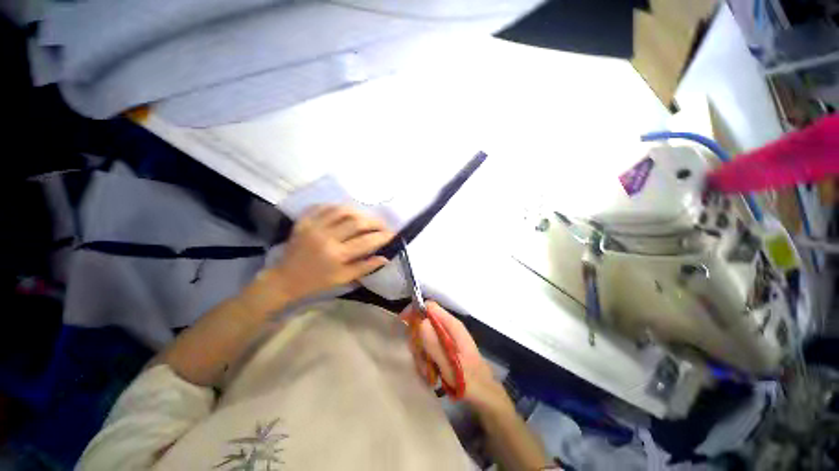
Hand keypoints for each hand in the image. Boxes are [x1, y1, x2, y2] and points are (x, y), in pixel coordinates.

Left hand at [249, 205, 393, 309]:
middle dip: (374, 222)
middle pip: (356, 222)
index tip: (392, 234)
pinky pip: (322, 207)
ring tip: (365, 217)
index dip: (382, 236)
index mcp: (337, 255)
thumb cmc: (317, 281)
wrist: (285, 279)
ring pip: (341, 210)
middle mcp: (326, 237)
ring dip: (358, 211)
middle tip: (382, 225)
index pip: (366, 241)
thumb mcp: (343, 278)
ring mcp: (313, 226)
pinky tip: (345, 211)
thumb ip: (365, 267)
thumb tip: (385, 257)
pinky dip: (336, 206)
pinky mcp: (303, 221)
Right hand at [401, 301, 503, 407]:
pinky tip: (431, 374)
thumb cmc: (470, 380)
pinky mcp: (444, 347)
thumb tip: (421, 322)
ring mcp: (446, 337)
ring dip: (421, 354)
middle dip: (417, 341)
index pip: (430, 306)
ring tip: (429, 372)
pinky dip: (425, 360)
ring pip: (423, 337)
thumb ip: (435, 344)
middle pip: (423, 322)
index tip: (404, 325)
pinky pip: (427, 348)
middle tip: (421, 359)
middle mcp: (448, 328)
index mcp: (452, 325)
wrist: (484, 394)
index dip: (415, 312)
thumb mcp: (450, 365)